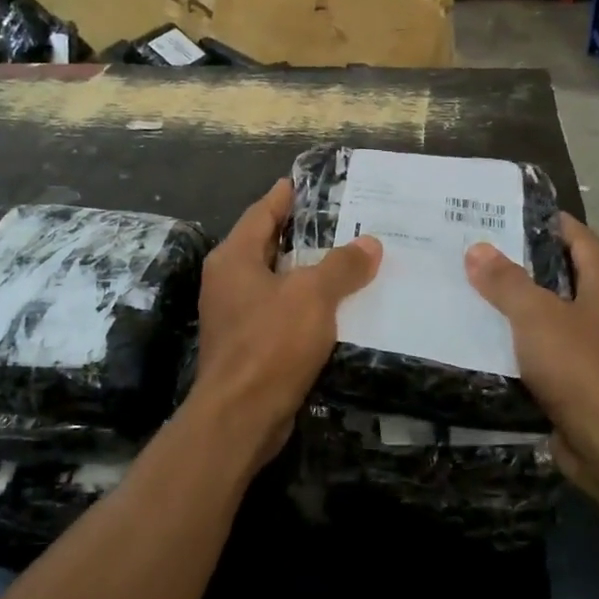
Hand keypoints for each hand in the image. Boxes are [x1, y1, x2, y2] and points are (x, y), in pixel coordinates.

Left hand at [187, 178, 381, 464]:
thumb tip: (370, 243)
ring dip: (305, 271)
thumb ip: (341, 266)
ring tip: (344, 258)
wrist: (240, 416)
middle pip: (266, 245)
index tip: (301, 182)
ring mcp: (234, 315)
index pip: (261, 214)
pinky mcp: (247, 345)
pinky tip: (334, 306)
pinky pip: (279, 311)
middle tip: (337, 218)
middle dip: (299, 233)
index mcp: (234, 258)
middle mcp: (228, 281)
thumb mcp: (312, 296)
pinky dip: (304, 303)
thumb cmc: (270, 343)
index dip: (283, 197)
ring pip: (275, 281)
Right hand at [465, 215, 598, 492]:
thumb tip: (477, 248)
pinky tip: (490, 341)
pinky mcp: (585, 382)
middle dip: (525, 264)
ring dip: (522, 306)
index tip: (507, 213)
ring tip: (476, 292)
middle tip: (479, 252)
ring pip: (555, 316)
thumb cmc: (580, 366)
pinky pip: (549, 351)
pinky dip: (524, 343)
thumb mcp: (536, 315)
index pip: (578, 238)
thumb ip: (506, 281)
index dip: (547, 222)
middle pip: (565, 275)